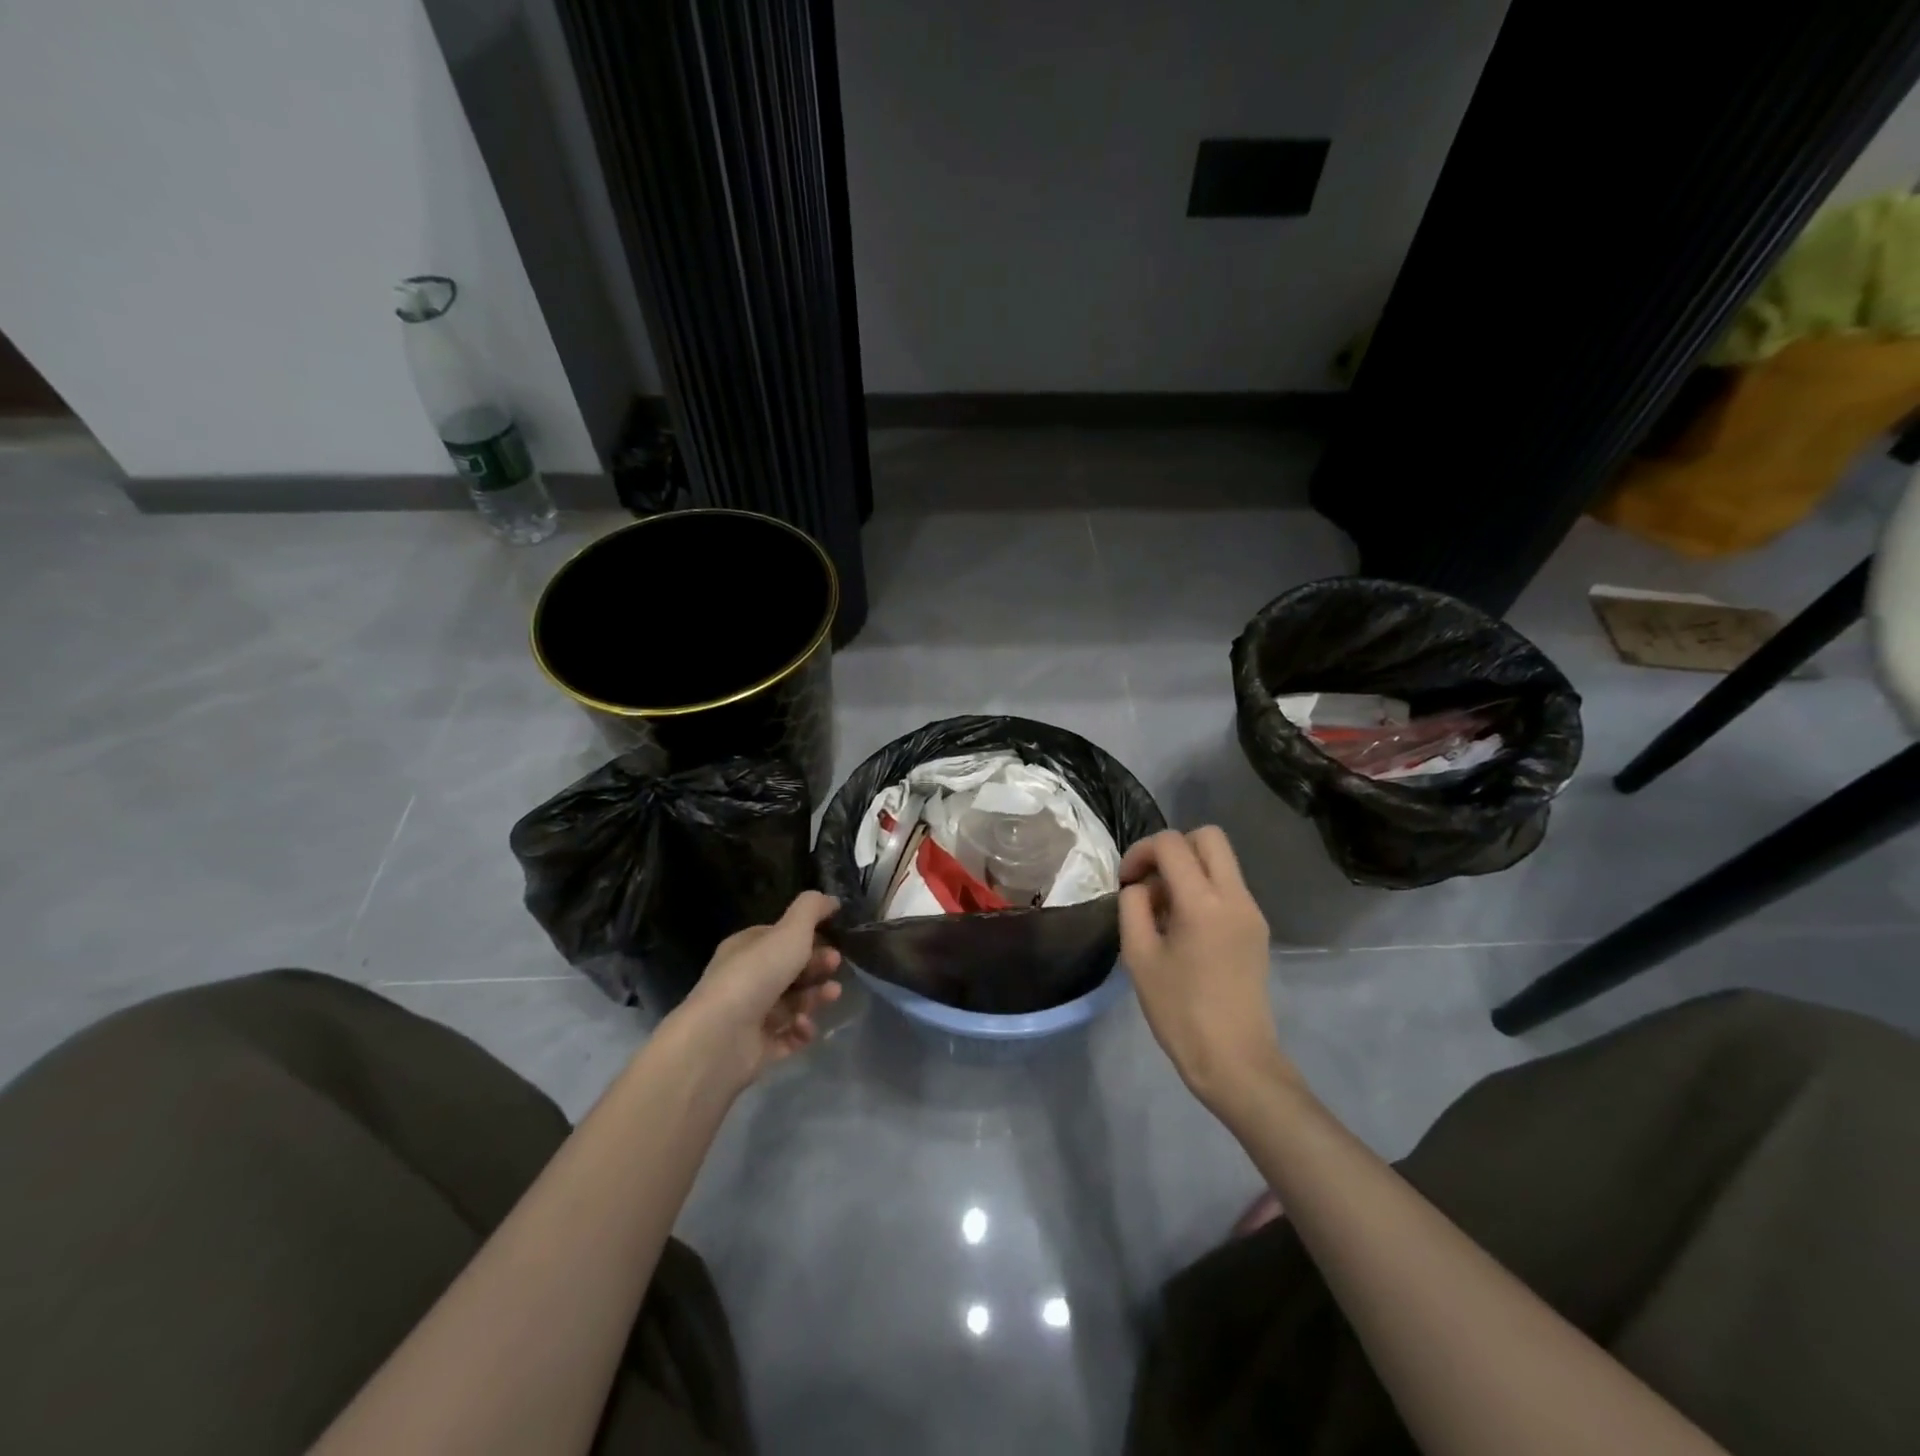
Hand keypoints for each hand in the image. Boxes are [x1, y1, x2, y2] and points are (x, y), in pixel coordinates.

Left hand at [670, 891, 843, 1091]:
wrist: (720, 1039)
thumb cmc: (756, 975)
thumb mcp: (790, 931)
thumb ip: (811, 909)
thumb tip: (830, 898)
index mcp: (746, 948)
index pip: (780, 938)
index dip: (808, 937)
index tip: (834, 938)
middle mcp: (745, 979)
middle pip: (789, 970)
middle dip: (816, 966)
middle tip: (836, 965)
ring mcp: (750, 1016)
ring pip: (792, 1003)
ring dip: (815, 997)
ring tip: (833, 995)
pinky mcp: (756, 1048)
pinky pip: (786, 1036)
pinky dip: (801, 1030)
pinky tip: (807, 1026)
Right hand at [1118, 828, 1295, 1114]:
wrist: (1235, 1061)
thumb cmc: (1180, 1012)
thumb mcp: (1139, 957)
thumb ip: (1133, 907)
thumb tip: (1140, 887)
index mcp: (1204, 903)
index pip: (1172, 844)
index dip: (1141, 851)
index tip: (1126, 881)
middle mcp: (1235, 897)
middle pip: (1208, 837)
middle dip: (1172, 848)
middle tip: (1150, 881)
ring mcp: (1252, 912)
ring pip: (1221, 861)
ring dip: (1189, 869)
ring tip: (1163, 909)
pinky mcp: (1257, 929)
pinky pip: (1228, 887)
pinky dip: (1203, 888)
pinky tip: (1183, 927)